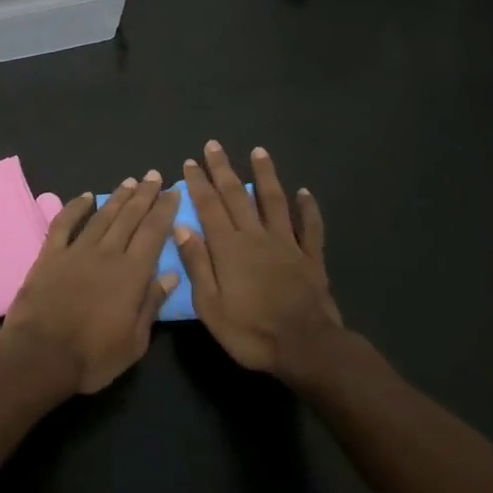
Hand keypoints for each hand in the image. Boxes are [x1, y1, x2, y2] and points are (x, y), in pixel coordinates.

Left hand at [1, 172, 180, 394]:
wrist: (40, 355)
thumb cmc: (93, 356)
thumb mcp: (135, 342)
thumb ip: (152, 304)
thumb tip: (171, 275)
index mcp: (132, 274)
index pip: (154, 233)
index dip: (165, 210)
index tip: (173, 192)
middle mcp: (107, 254)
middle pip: (130, 217)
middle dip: (144, 195)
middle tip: (153, 175)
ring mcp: (76, 251)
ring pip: (102, 216)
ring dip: (117, 197)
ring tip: (130, 181)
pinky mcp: (50, 255)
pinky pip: (64, 223)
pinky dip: (75, 207)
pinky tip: (86, 196)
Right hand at [174, 141, 341, 378]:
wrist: (306, 347)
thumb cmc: (251, 331)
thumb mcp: (210, 306)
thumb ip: (197, 265)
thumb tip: (181, 228)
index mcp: (229, 248)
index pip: (209, 207)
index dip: (198, 184)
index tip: (189, 162)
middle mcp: (256, 237)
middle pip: (238, 196)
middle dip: (223, 169)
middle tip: (214, 145)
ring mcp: (287, 244)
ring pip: (274, 201)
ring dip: (265, 175)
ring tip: (259, 151)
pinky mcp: (311, 257)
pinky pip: (309, 227)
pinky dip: (308, 208)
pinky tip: (305, 192)